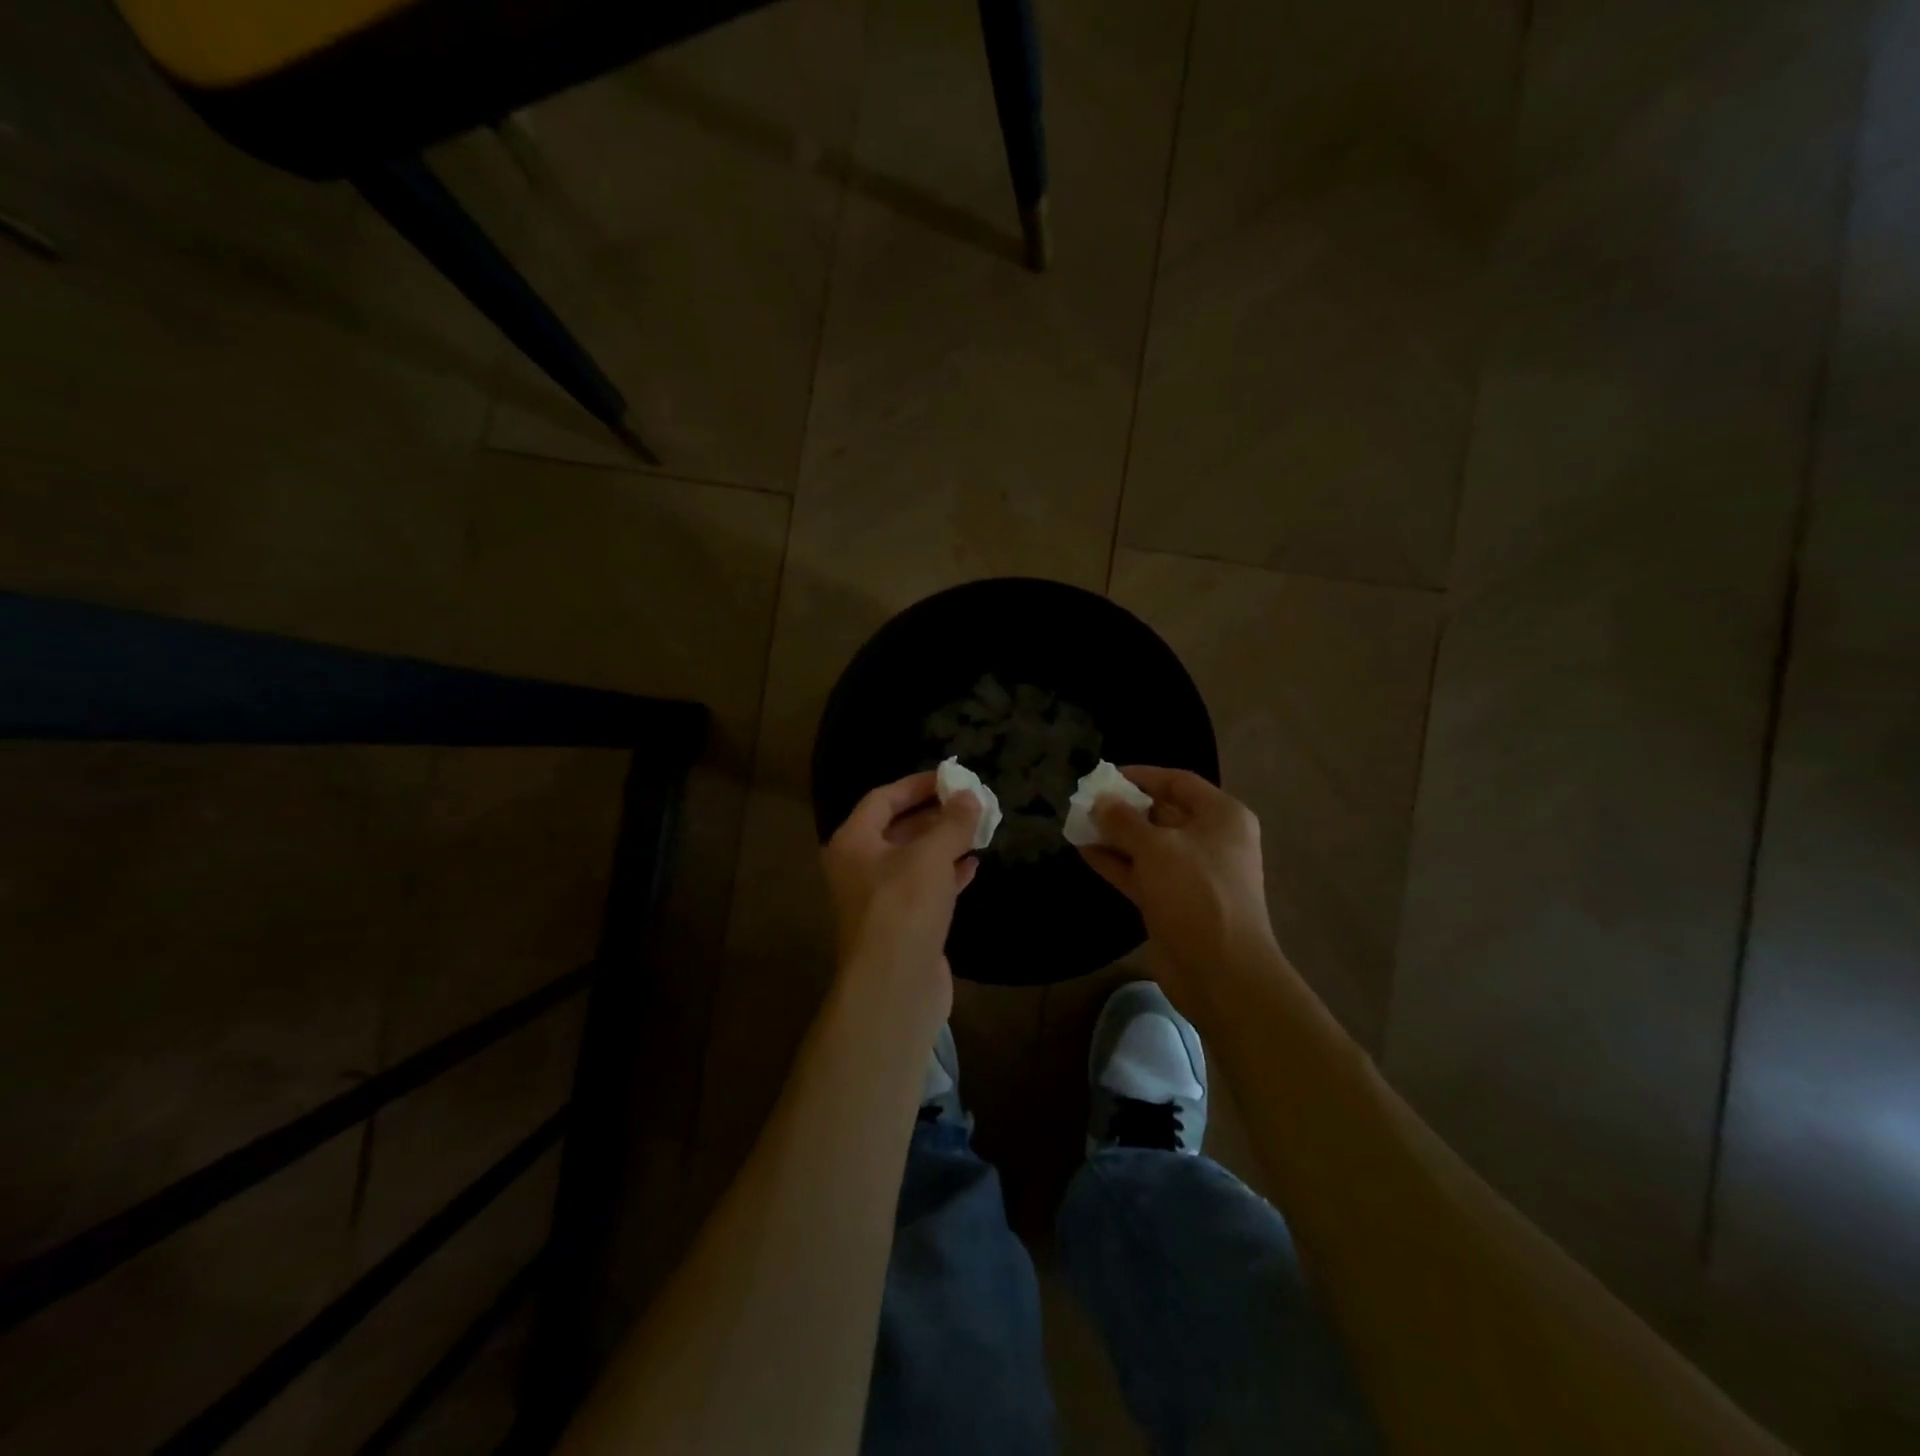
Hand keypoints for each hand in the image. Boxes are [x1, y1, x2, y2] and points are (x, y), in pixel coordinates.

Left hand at [822, 771, 981, 1019]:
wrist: (894, 987)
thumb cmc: (903, 908)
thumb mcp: (930, 856)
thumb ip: (952, 823)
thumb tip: (970, 796)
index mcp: (853, 843)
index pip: (882, 799)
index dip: (916, 785)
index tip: (950, 777)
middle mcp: (860, 867)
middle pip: (898, 828)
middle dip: (935, 814)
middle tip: (970, 802)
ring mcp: (880, 898)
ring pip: (914, 859)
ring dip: (944, 844)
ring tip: (978, 828)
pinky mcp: (902, 924)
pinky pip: (925, 888)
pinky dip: (948, 874)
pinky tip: (974, 865)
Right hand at [1077, 767, 1277, 982]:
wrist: (1220, 970)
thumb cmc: (1195, 892)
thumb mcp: (1156, 848)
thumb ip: (1123, 820)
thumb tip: (1099, 802)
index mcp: (1221, 817)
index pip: (1178, 782)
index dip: (1143, 776)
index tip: (1106, 776)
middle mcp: (1210, 840)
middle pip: (1162, 813)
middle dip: (1124, 808)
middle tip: (1086, 802)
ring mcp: (1191, 873)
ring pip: (1148, 845)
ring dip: (1115, 835)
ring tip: (1078, 824)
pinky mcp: (1173, 901)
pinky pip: (1141, 872)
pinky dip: (1116, 862)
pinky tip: (1085, 852)